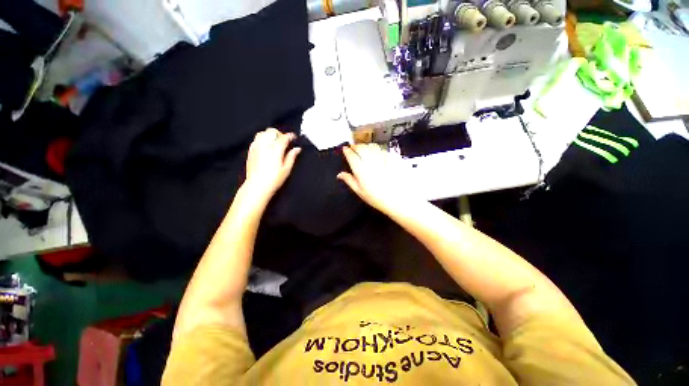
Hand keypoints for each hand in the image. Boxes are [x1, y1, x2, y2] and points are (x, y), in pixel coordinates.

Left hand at [244, 128, 300, 201]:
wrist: (257, 185)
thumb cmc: (274, 179)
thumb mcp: (287, 169)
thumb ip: (292, 156)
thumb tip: (297, 149)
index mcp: (276, 149)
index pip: (284, 137)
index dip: (290, 136)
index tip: (294, 137)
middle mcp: (265, 145)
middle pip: (271, 131)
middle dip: (279, 134)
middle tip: (284, 141)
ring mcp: (256, 147)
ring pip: (262, 133)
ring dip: (270, 135)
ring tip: (274, 142)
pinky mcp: (250, 151)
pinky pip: (256, 140)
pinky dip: (262, 139)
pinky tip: (266, 147)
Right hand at [337, 144, 414, 213]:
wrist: (398, 199)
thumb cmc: (377, 198)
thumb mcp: (360, 192)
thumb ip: (349, 180)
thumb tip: (340, 174)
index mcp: (360, 170)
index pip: (351, 155)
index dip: (347, 151)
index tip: (345, 149)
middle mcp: (370, 162)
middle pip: (361, 148)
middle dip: (356, 146)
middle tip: (354, 148)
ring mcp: (382, 159)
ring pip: (372, 146)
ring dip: (366, 146)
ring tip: (365, 149)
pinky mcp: (392, 158)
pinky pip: (383, 149)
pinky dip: (378, 149)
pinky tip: (377, 154)